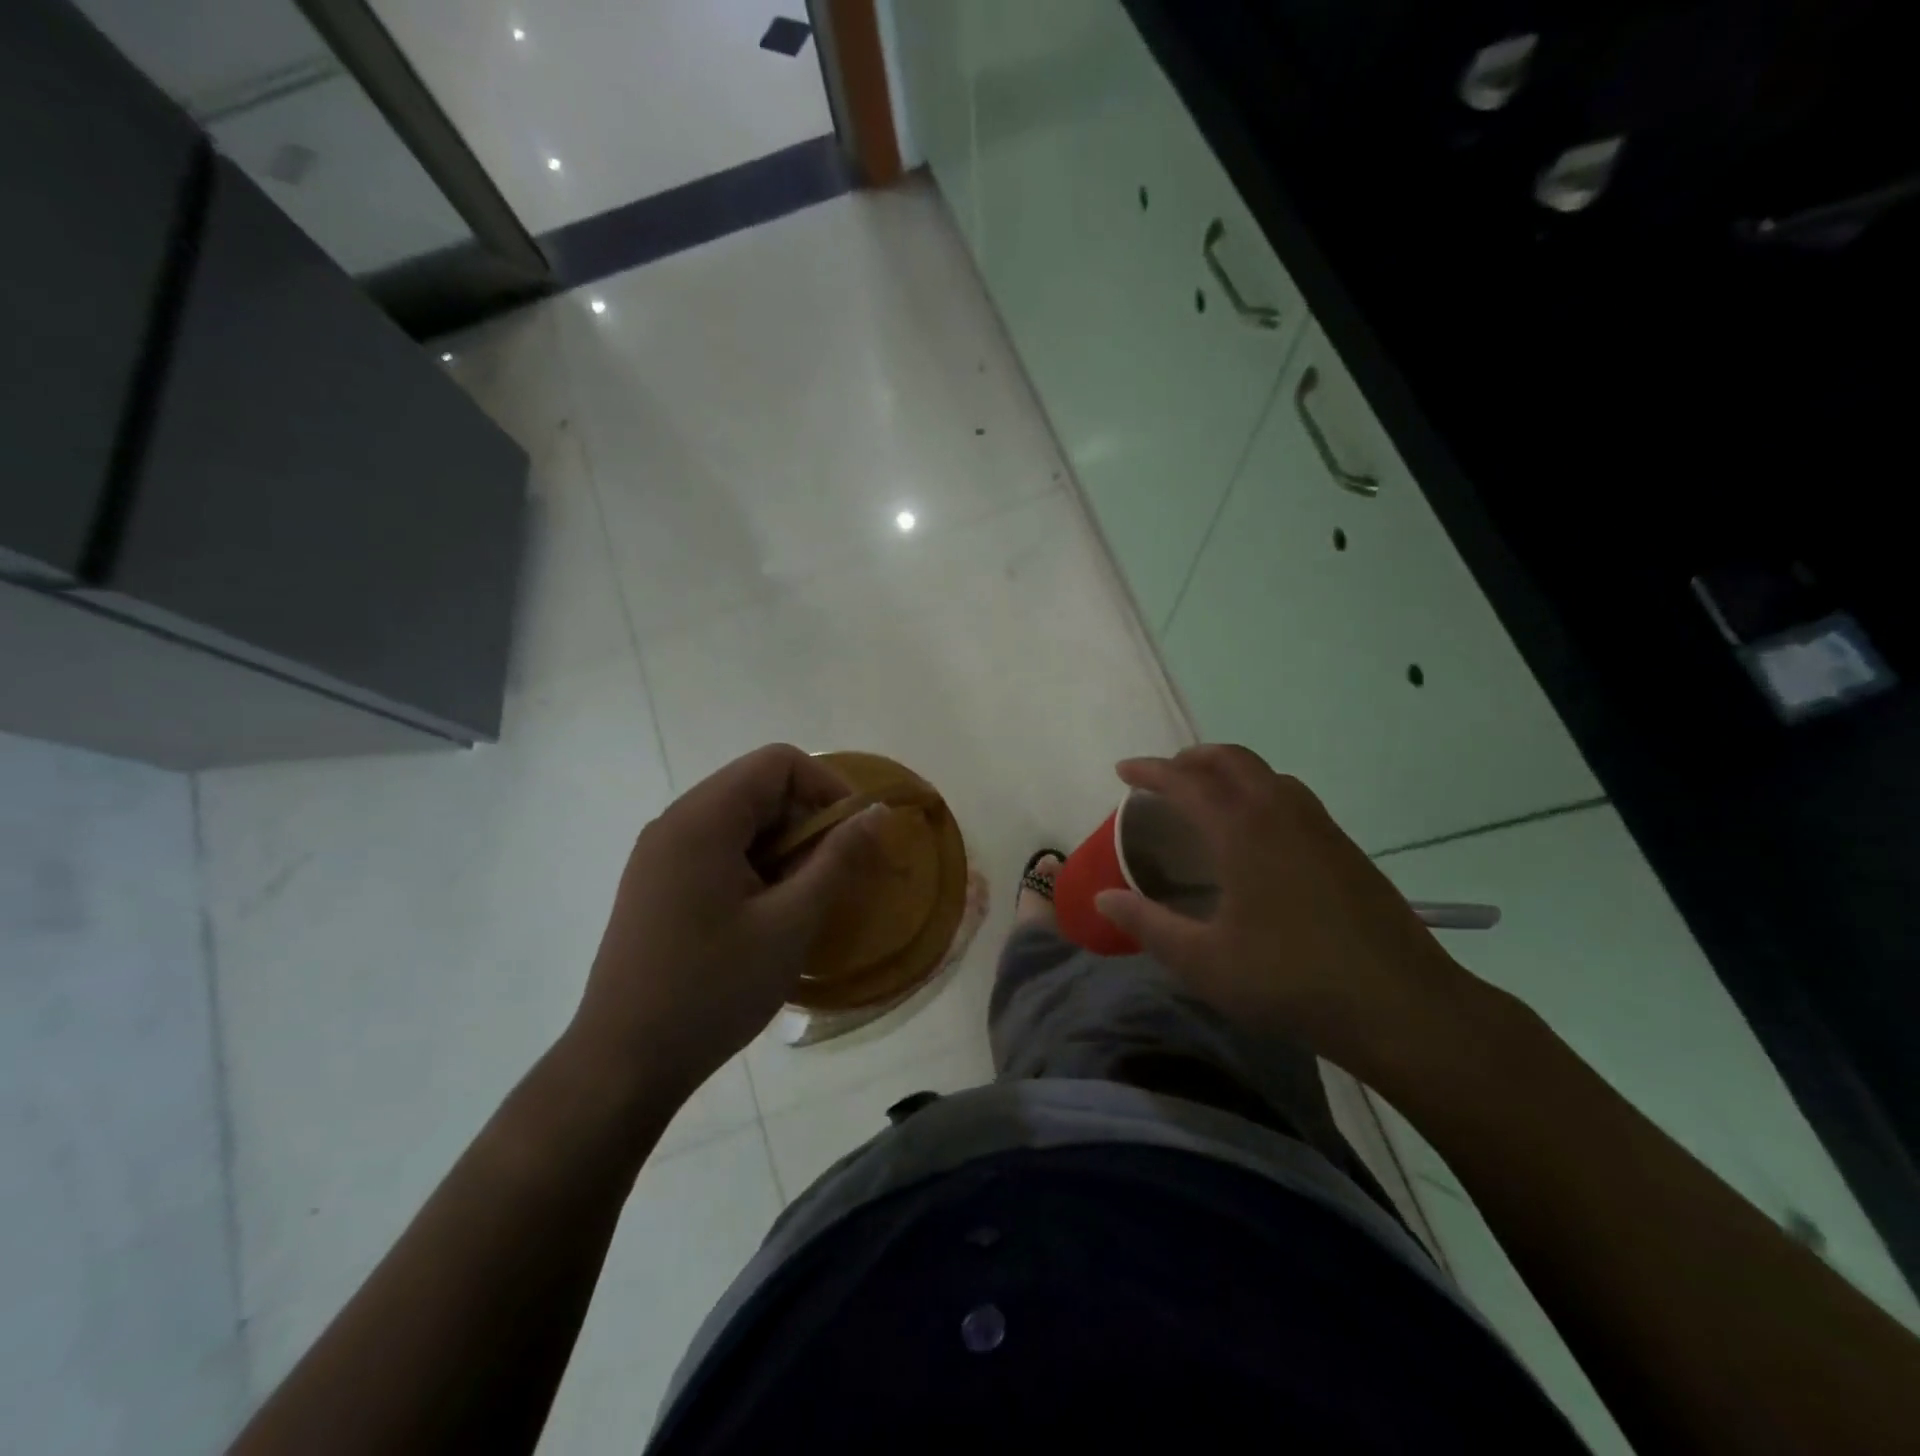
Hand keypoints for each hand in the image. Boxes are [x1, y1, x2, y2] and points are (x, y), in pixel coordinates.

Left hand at [563, 744, 882, 1102]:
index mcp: (702, 820)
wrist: (623, 1064)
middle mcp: (675, 822)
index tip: (854, 834)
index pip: (778, 762)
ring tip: (802, 899)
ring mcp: (660, 853)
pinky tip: (766, 913)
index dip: (827, 786)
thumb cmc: (713, 990)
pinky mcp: (656, 883)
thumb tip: (878, 813)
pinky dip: (755, 864)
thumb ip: (838, 859)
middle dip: (806, 820)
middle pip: (757, 787)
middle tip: (833, 874)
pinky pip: (717, 848)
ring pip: (740, 820)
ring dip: (782, 846)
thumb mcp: (790, 923)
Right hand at [1095, 745, 1481, 1080]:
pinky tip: (1256, 835)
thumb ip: (1148, 925)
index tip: (1123, 771)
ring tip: (1206, 798)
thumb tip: (1104, 897)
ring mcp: (1320, 827)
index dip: (1150, 771)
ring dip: (1229, 772)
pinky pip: (1291, 797)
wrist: (1401, 1006)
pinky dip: (1259, 793)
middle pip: (1232, 759)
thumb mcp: (1204, 962)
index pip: (1186, 781)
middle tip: (1164, 777)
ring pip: (1267, 775)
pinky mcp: (1345, 848)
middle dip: (1192, 758)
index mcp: (1242, 830)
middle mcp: (1281, 813)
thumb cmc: (1290, 981)